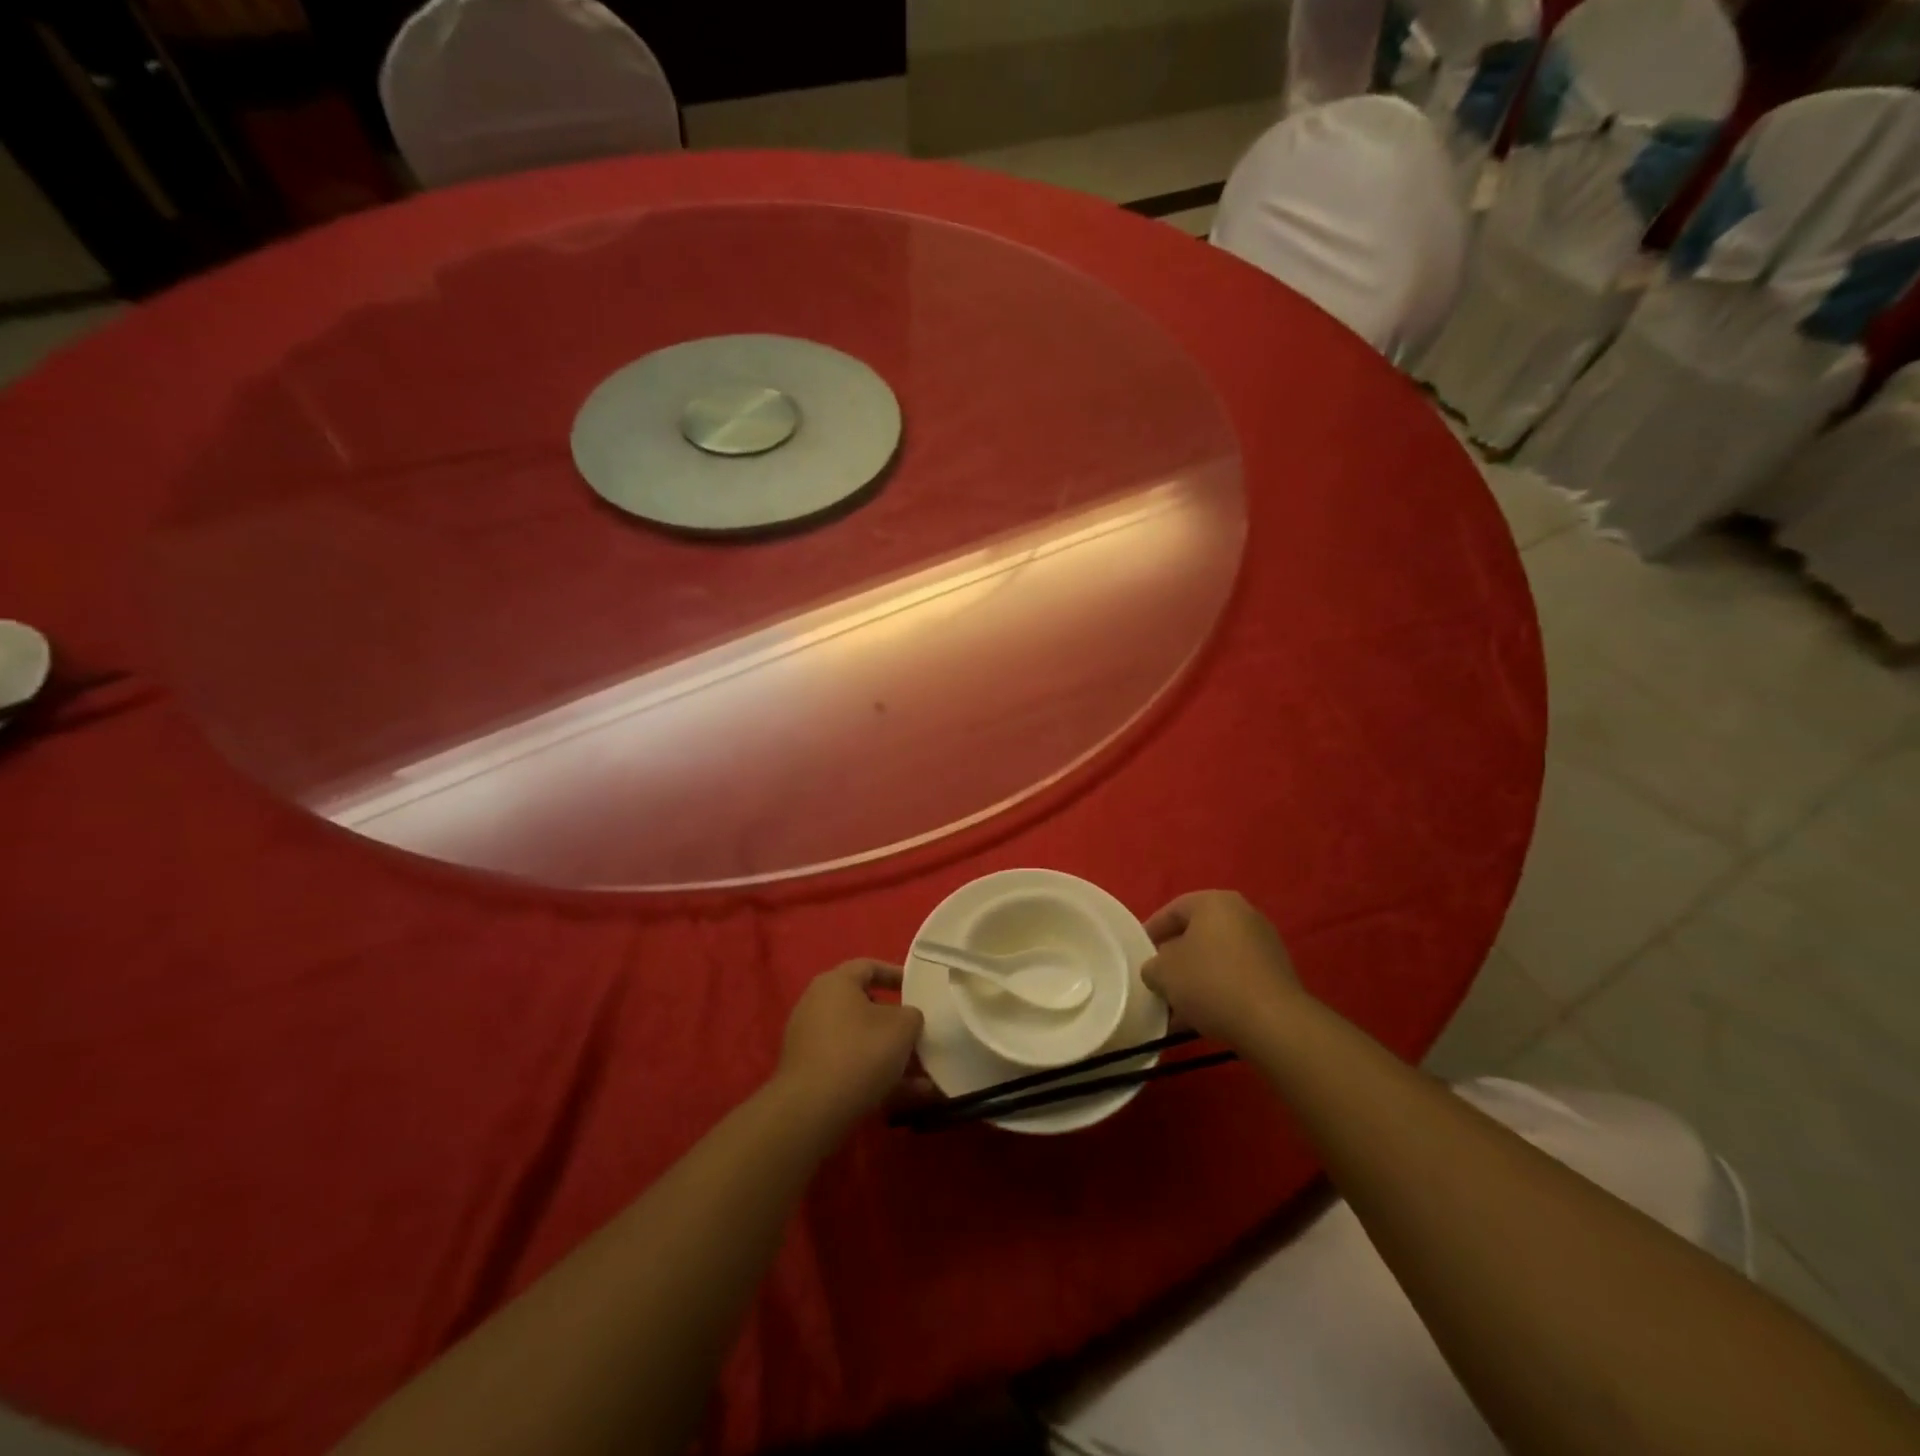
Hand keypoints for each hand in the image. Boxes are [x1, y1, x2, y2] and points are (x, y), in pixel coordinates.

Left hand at [777, 961, 924, 1132]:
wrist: (811, 1111)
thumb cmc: (860, 1053)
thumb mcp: (902, 1027)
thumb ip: (912, 1015)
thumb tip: (907, 1019)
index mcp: (835, 983)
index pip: (869, 967)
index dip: (896, 974)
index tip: (918, 989)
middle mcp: (817, 1005)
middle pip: (864, 1007)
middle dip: (896, 1023)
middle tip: (920, 1034)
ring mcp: (810, 1041)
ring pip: (860, 1042)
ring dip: (891, 1056)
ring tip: (923, 1076)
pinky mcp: (809, 1074)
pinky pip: (850, 1067)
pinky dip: (876, 1076)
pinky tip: (906, 1096)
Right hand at [1142, 891, 1303, 1046]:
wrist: (1273, 1022)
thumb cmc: (1210, 982)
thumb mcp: (1163, 973)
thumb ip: (1152, 966)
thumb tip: (1158, 971)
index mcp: (1214, 902)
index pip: (1173, 910)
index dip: (1151, 932)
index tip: (1139, 954)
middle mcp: (1243, 914)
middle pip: (1197, 935)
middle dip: (1175, 960)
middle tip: (1157, 980)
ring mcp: (1264, 944)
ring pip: (1216, 959)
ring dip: (1195, 980)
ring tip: (1175, 1008)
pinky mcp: (1277, 974)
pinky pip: (1235, 977)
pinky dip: (1217, 992)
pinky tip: (1201, 1019)